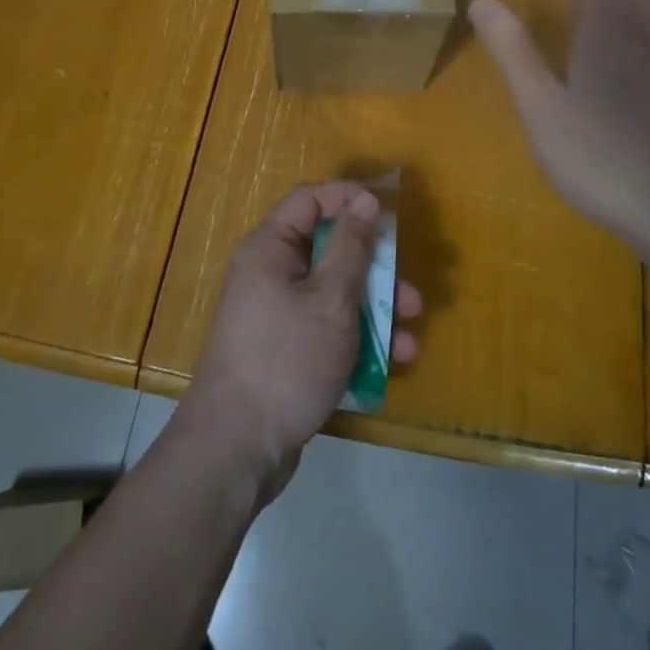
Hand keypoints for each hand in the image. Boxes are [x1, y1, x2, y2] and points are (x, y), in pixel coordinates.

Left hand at [180, 183, 421, 504]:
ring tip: (413, 326)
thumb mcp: (330, 299)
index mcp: (270, 248)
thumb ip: (351, 246)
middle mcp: (270, 273)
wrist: (235, 451)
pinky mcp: (286, 351)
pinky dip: (359, 336)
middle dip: (375, 265)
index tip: (388, 211)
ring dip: (376, 306)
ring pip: (334, 292)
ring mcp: (277, 314)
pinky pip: (327, 327)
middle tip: (409, 283)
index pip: (311, 200)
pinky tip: (396, 359)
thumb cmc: (285, 360)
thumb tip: (364, 198)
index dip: (349, 198)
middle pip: (329, 248)